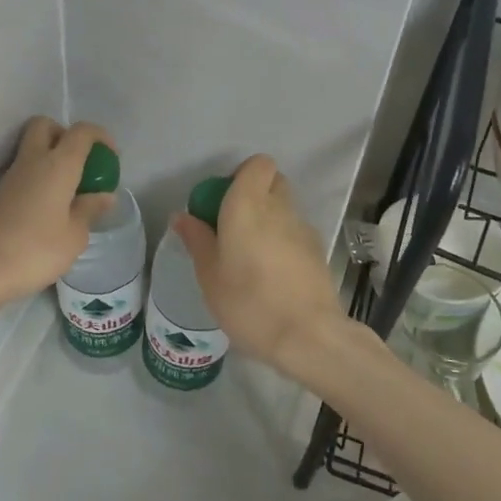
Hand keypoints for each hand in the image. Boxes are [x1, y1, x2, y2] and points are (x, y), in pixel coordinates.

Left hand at [0, 116, 117, 311]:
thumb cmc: (36, 250)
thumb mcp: (75, 236)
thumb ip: (90, 210)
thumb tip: (104, 195)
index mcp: (58, 165)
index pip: (81, 132)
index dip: (100, 136)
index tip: (111, 156)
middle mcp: (32, 160)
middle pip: (45, 125)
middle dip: (65, 135)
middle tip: (81, 164)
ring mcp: (10, 176)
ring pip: (31, 148)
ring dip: (50, 158)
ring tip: (68, 191)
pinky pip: (23, 171)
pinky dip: (38, 177)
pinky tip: (48, 207)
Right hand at [170, 154, 347, 368]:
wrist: (308, 336)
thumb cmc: (248, 302)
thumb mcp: (209, 274)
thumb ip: (197, 239)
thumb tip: (182, 216)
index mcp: (248, 204)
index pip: (258, 164)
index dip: (241, 176)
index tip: (222, 202)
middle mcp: (280, 208)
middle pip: (272, 182)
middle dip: (253, 195)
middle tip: (231, 227)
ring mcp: (303, 229)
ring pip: (284, 209)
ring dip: (268, 221)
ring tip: (249, 257)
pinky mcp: (317, 252)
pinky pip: (294, 234)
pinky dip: (282, 243)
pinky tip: (270, 276)